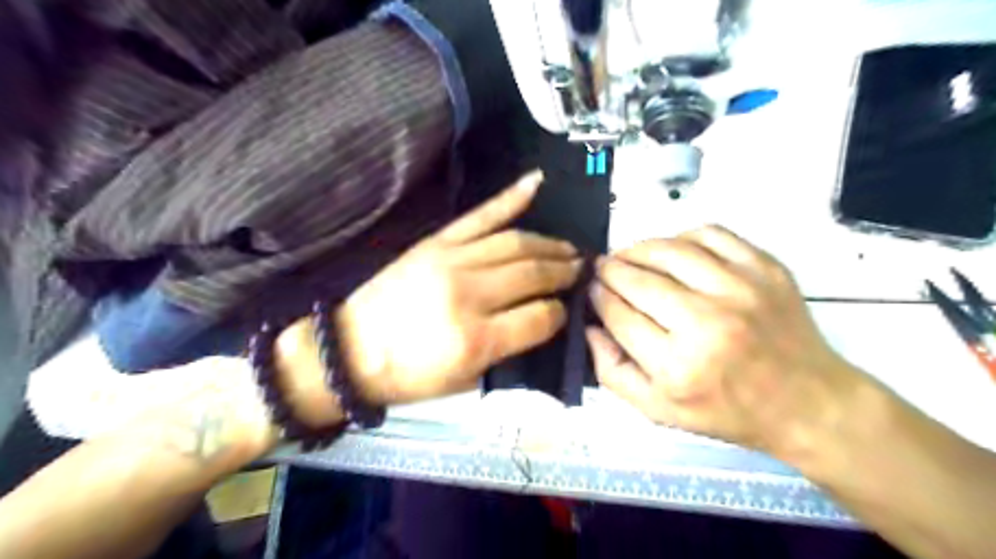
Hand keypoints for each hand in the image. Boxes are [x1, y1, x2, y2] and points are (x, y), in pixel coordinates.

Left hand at [288, 169, 585, 405]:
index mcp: (476, 339)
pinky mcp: (436, 242)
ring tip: (568, 248)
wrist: (350, 350)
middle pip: (533, 274)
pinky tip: (536, 183)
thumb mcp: (464, 381)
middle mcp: (469, 294)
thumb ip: (508, 350)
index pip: (540, 317)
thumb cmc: (409, 376)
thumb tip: (543, 321)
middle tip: (580, 270)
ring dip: (549, 243)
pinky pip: (481, 215)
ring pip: (516, 242)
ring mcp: (451, 260)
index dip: (559, 314)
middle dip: (563, 272)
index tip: (565, 311)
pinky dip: (510, 197)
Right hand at [586, 224, 859, 455]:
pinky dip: (682, 236)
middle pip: (637, 279)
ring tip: (629, 255)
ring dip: (638, 248)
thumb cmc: (727, 410)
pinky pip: (711, 234)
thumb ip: (612, 372)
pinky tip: (674, 251)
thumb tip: (589, 327)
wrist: (806, 402)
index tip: (591, 288)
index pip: (618, 313)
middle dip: (610, 269)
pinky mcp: (765, 268)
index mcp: (677, 366)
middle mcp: (707, 323)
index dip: (597, 296)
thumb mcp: (658, 410)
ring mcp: (740, 290)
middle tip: (602, 268)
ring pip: (669, 250)